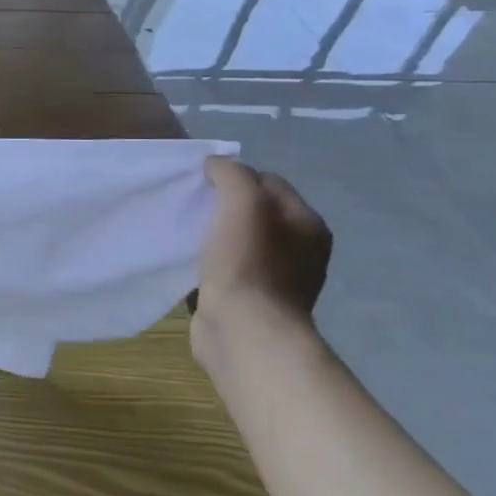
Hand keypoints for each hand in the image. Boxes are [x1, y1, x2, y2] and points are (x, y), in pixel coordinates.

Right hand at [191, 157, 331, 368]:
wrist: (244, 330)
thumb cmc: (247, 263)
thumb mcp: (242, 203)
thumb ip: (232, 175)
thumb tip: (216, 164)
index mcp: (307, 224)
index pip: (269, 182)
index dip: (236, 176)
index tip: (202, 182)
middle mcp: (300, 250)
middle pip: (256, 212)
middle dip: (224, 205)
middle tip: (192, 205)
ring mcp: (277, 279)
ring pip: (241, 241)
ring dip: (215, 235)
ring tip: (187, 233)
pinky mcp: (252, 302)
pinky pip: (229, 269)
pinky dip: (210, 263)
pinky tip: (190, 263)